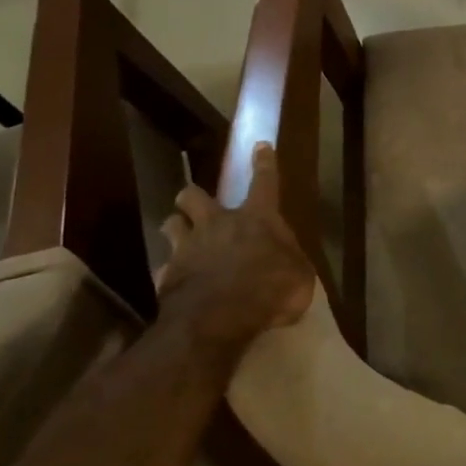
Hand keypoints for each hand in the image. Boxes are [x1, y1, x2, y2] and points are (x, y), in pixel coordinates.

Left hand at [155, 143, 314, 352]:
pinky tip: (176, 281)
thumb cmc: (270, 290)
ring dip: (176, 227)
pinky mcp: (167, 274)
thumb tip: (286, 258)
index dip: (264, 163)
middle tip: (196, 205)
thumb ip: (291, 260)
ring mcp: (187, 247)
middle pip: (194, 195)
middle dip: (193, 196)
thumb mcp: (300, 276)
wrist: (218, 320)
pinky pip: (165, 266)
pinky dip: (171, 271)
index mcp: (256, 218)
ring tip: (181, 238)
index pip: (264, 182)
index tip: (260, 146)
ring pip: (171, 224)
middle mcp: (218, 223)